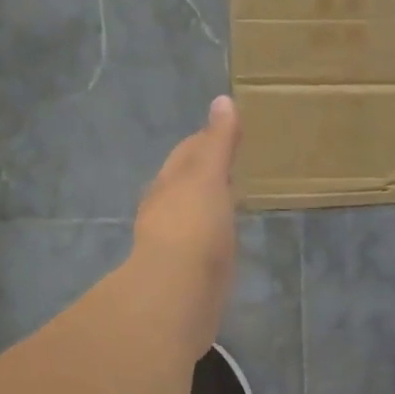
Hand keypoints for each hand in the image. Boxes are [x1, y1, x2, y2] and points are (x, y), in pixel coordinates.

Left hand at [134, 95, 242, 350]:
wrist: (178, 293)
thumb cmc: (193, 227)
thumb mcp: (208, 176)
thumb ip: (218, 142)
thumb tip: (223, 100)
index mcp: (170, 184)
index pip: (187, 153)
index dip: (204, 140)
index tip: (224, 131)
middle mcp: (165, 210)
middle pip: (183, 184)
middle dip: (202, 173)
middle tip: (228, 165)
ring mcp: (174, 244)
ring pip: (190, 215)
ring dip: (205, 206)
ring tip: (229, 200)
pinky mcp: (187, 273)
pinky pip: (201, 245)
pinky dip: (212, 235)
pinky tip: (223, 241)